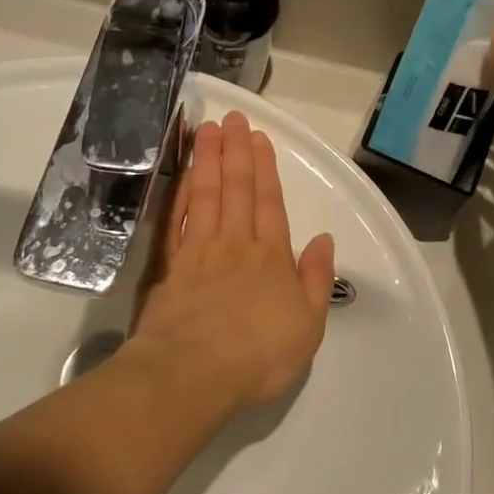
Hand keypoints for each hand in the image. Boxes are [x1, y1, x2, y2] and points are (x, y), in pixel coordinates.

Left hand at [131, 111, 335, 412]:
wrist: (193, 374)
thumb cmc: (259, 355)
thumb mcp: (308, 325)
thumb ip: (317, 279)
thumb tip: (325, 240)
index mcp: (271, 258)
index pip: (269, 203)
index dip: (265, 169)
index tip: (259, 138)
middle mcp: (235, 245)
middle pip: (236, 190)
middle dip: (236, 152)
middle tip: (232, 118)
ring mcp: (198, 253)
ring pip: (205, 196)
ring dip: (207, 161)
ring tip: (206, 130)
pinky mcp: (168, 267)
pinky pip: (175, 221)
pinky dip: (178, 194)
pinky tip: (180, 175)